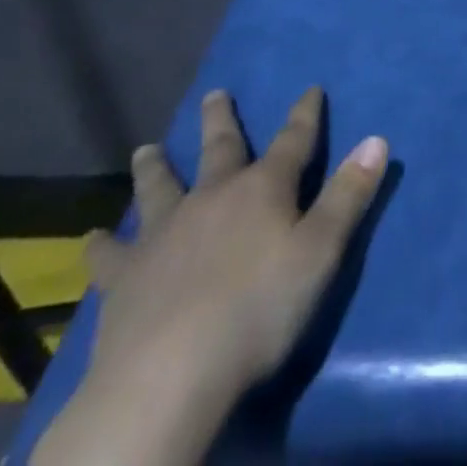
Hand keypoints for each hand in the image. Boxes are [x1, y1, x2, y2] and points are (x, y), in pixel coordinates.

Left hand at [33, 86, 387, 465]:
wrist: (168, 377)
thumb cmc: (258, 310)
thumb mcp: (321, 252)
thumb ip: (349, 195)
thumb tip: (377, 139)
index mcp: (263, 189)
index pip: (294, 140)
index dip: (305, 114)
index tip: (310, 89)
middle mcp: (213, 197)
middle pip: (220, 149)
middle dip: (221, 121)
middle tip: (214, 93)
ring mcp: (163, 234)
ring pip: (159, 189)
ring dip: (155, 167)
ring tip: (146, 148)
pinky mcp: (124, 278)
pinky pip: (109, 256)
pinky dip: (100, 246)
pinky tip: (89, 240)